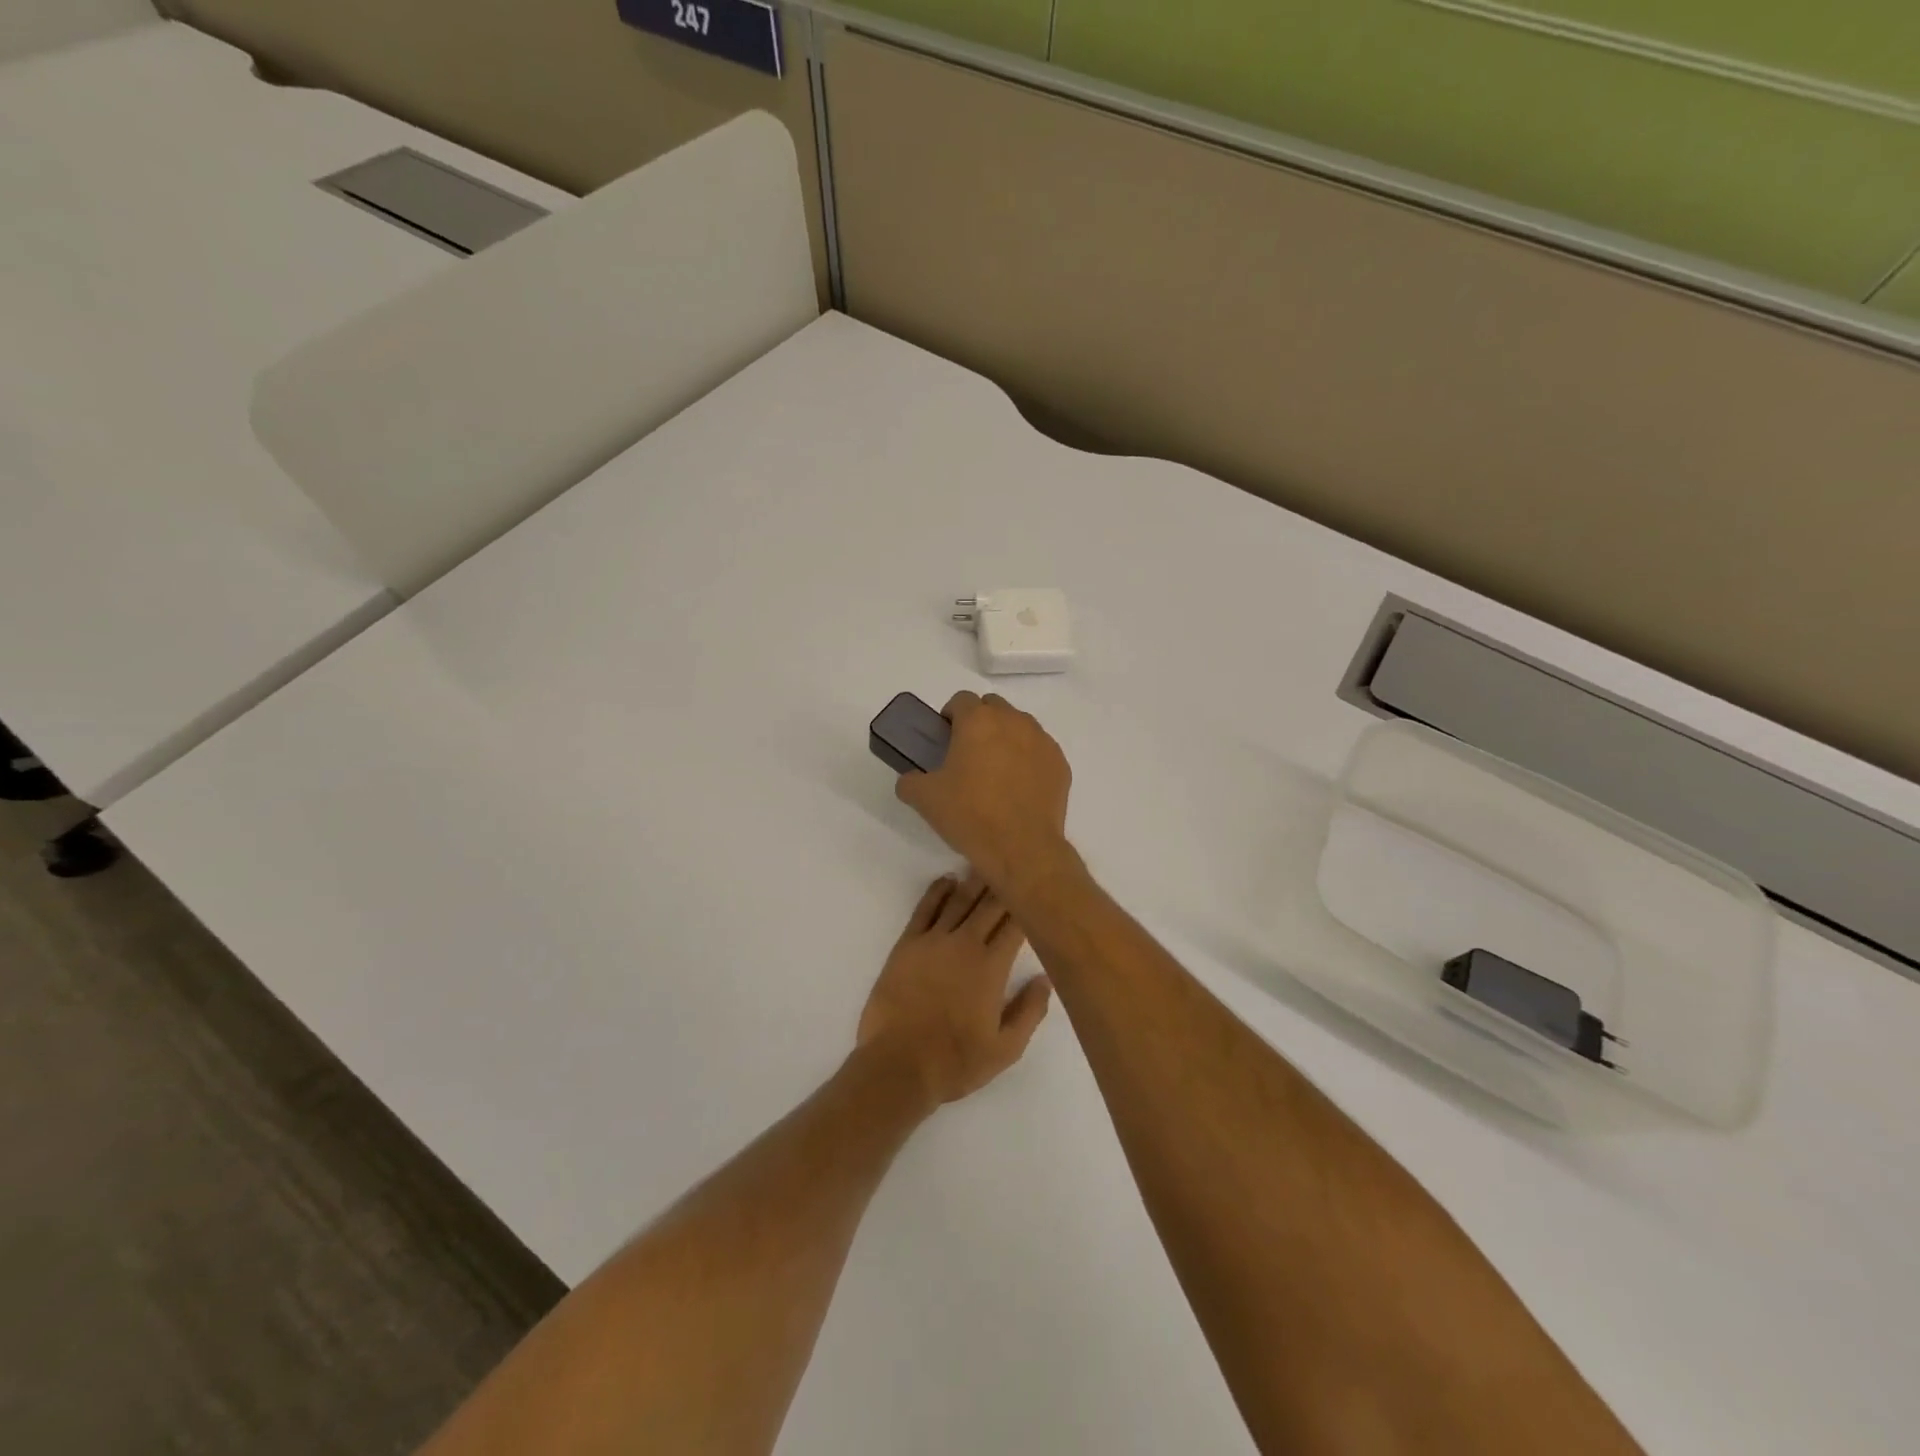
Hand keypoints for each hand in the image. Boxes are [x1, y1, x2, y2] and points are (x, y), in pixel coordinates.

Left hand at [857, 874, 1052, 1105]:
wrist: (897, 1066)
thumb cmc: (955, 1061)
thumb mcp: (1005, 1049)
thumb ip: (1030, 1011)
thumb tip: (1046, 977)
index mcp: (992, 967)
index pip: (1015, 925)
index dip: (1027, 905)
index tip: (1037, 890)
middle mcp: (965, 944)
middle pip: (989, 905)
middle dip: (1004, 885)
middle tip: (1015, 866)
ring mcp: (933, 941)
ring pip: (959, 900)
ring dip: (975, 880)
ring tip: (986, 862)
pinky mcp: (907, 944)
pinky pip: (925, 908)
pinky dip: (938, 890)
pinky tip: (948, 880)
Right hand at [894, 693, 1074, 897]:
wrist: (1022, 849)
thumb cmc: (970, 815)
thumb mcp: (924, 799)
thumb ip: (910, 781)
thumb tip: (911, 780)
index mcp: (978, 721)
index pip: (961, 700)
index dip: (950, 716)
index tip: (944, 738)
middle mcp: (1013, 721)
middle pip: (993, 707)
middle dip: (980, 722)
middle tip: (968, 754)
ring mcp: (1042, 741)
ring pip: (1019, 726)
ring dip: (1006, 738)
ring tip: (996, 772)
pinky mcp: (1060, 763)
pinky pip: (1039, 751)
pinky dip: (1028, 760)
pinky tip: (1018, 788)